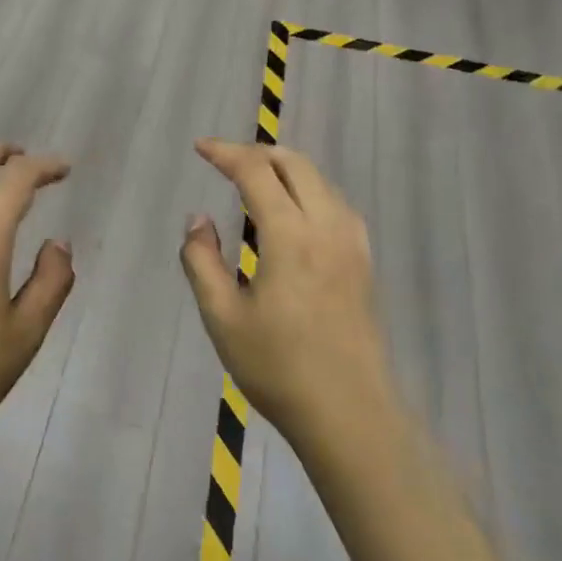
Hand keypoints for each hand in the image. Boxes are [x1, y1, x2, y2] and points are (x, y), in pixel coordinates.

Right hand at [179, 140, 396, 456]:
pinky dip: (307, 188)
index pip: (256, 172)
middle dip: (256, 152)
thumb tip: (198, 219)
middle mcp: (326, 226)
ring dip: (284, 167)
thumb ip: (202, 260)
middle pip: (294, 163)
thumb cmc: (278, 367)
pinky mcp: (363, 260)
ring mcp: (351, 242)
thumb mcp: (222, 317)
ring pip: (319, 179)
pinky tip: (292, 211)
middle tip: (224, 161)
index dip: (225, 152)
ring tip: (253, 180)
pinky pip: (334, 202)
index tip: (200, 147)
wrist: (349, 413)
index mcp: (290, 235)